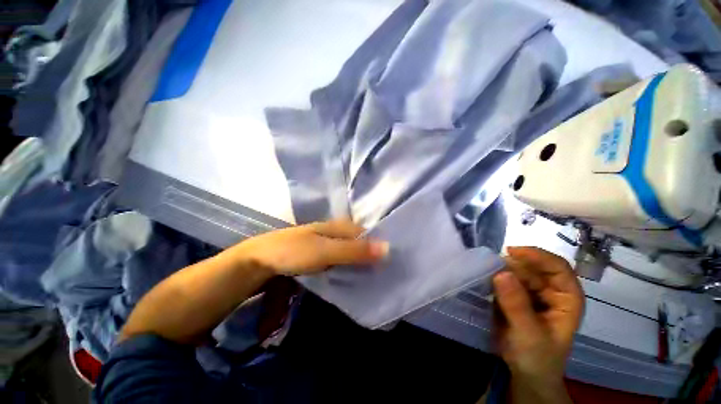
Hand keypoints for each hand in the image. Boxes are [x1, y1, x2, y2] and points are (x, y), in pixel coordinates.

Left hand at [229, 219, 388, 275]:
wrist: (260, 260)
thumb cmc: (294, 251)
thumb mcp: (326, 251)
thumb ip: (355, 250)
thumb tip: (388, 248)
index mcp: (340, 226)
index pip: (369, 234)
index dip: (381, 246)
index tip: (393, 263)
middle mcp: (337, 232)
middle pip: (361, 243)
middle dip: (373, 255)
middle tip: (387, 273)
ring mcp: (328, 244)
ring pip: (352, 251)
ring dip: (362, 262)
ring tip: (377, 277)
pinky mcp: (322, 256)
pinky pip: (342, 260)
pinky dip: (350, 267)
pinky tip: (356, 277)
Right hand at [493, 247, 583, 390]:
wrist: (526, 374)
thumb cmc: (537, 358)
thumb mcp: (529, 334)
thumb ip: (517, 305)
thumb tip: (501, 273)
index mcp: (567, 298)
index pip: (558, 268)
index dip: (537, 256)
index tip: (511, 251)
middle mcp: (551, 291)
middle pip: (534, 267)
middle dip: (513, 264)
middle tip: (491, 265)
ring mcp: (532, 293)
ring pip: (517, 271)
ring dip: (502, 269)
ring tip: (486, 274)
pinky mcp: (516, 295)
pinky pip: (505, 279)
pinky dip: (495, 277)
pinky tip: (485, 280)